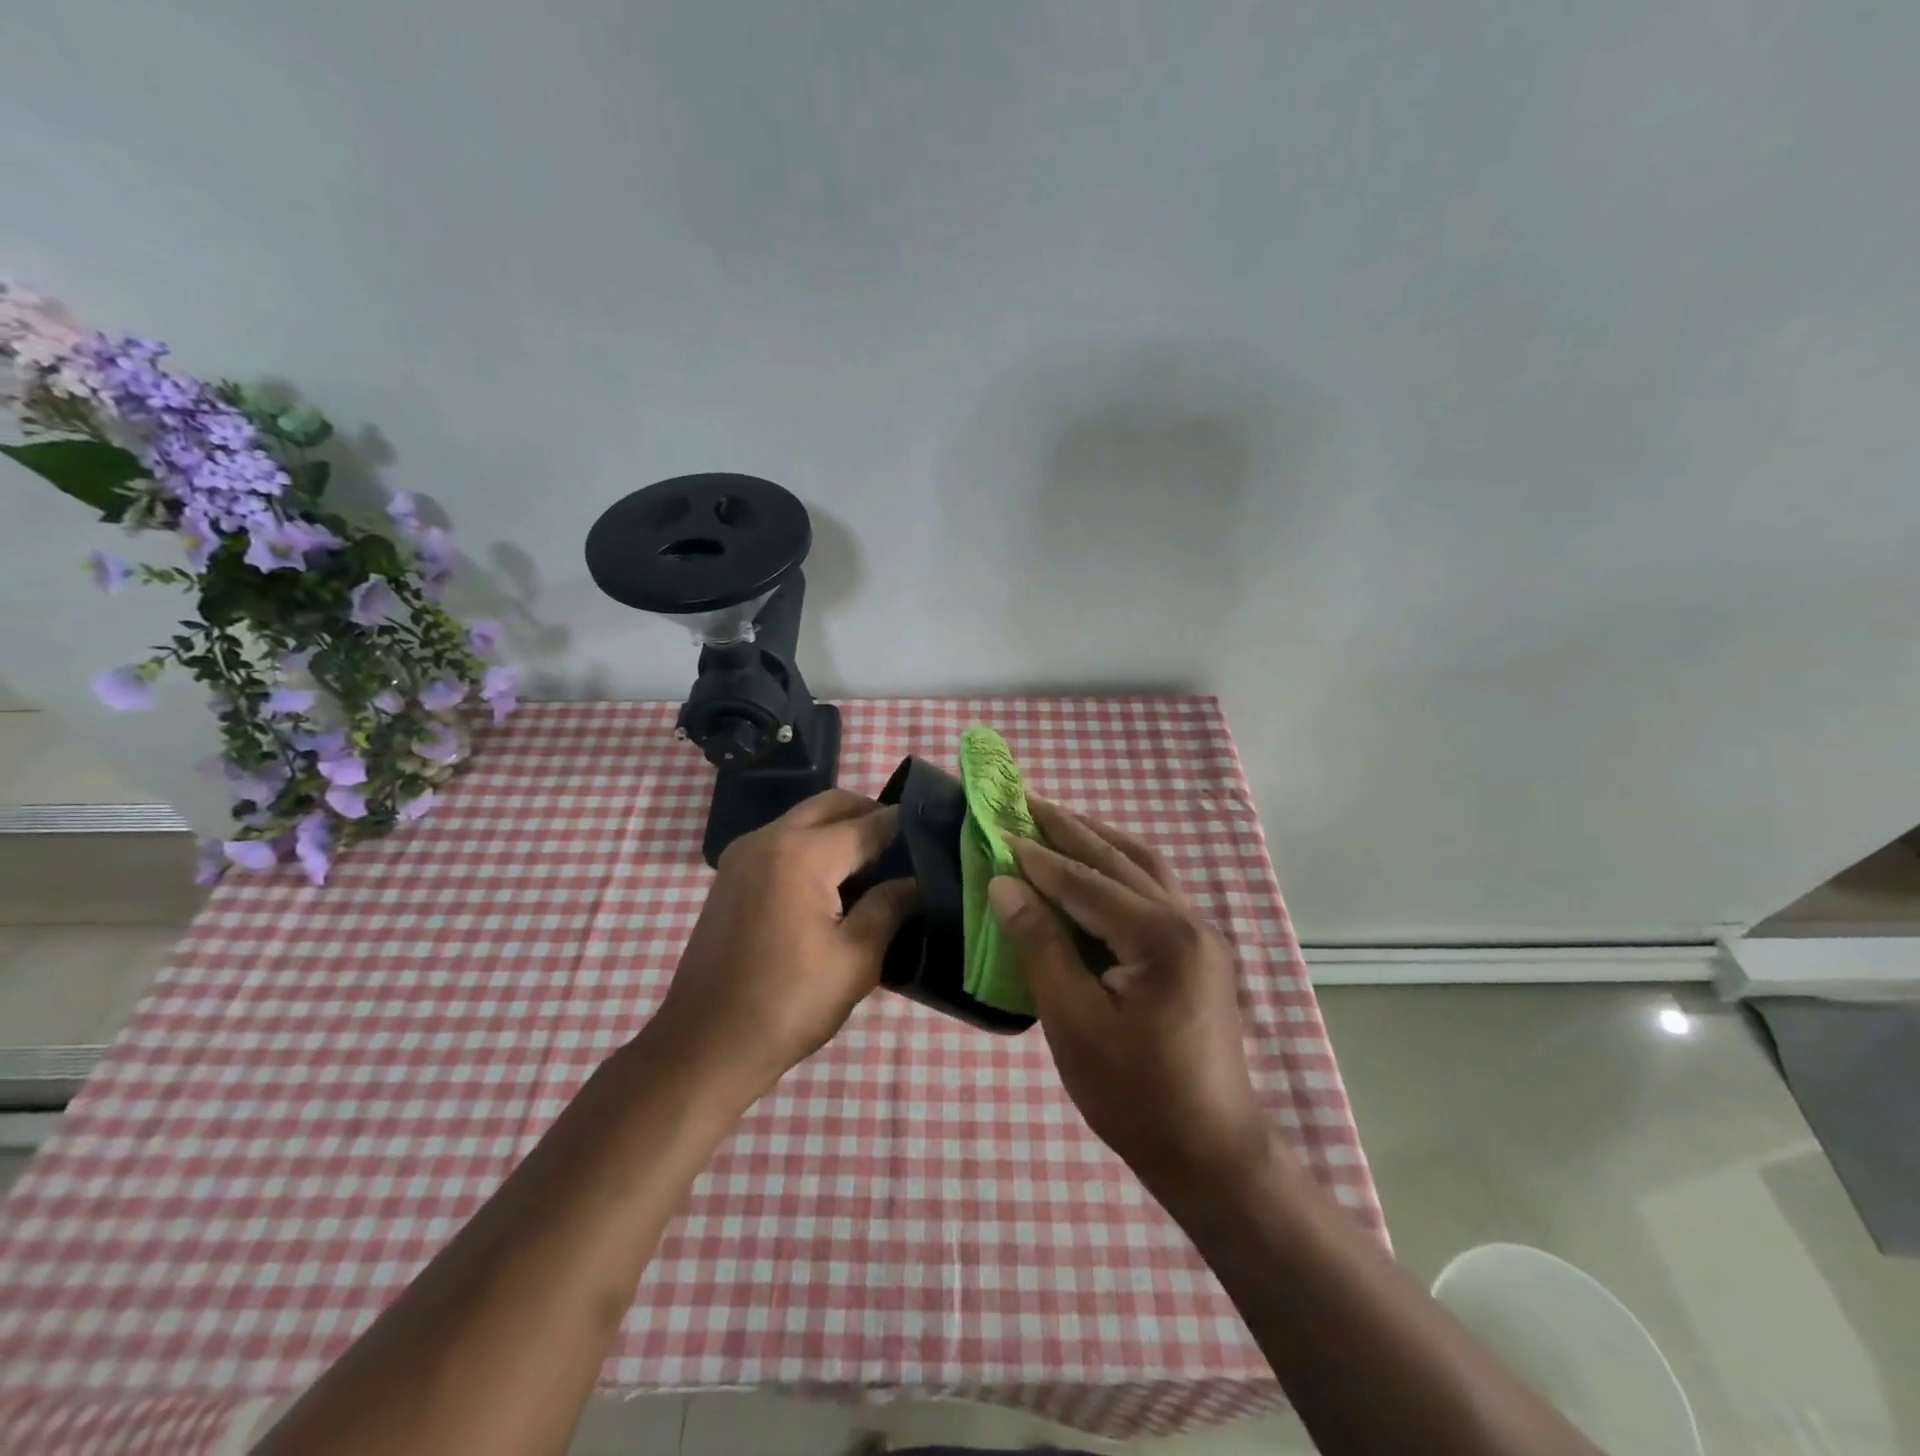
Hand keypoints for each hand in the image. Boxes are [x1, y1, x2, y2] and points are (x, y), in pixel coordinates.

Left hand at [651, 789, 914, 1100]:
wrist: (704, 1046)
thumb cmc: (787, 1005)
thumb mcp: (855, 960)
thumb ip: (890, 907)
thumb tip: (916, 881)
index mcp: (802, 854)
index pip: (868, 823)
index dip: (905, 825)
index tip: (936, 832)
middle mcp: (769, 838)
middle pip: (833, 805)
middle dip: (871, 815)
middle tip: (906, 847)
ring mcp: (744, 854)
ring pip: (806, 818)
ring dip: (841, 828)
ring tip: (875, 868)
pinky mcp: (731, 874)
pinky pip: (783, 839)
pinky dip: (814, 844)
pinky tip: (834, 884)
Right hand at [990, 799, 1276, 1200]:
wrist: (1210, 1152)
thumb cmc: (1134, 1095)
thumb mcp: (1073, 1021)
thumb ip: (1040, 944)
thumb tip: (1005, 884)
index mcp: (1161, 937)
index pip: (1086, 882)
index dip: (1038, 856)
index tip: (999, 827)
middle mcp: (1188, 921)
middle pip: (1120, 859)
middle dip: (1070, 828)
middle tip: (1027, 799)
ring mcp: (1201, 935)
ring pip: (1145, 867)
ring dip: (1099, 840)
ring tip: (1058, 820)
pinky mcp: (1200, 951)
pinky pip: (1155, 890)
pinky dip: (1120, 869)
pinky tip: (1095, 869)